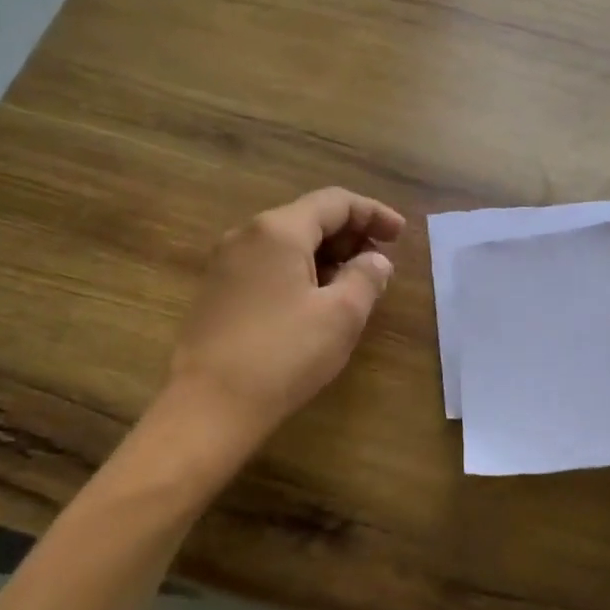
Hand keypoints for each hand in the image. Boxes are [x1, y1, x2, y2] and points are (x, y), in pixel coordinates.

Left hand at [167, 188, 404, 447]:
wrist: (208, 407)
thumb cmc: (283, 355)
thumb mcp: (341, 315)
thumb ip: (367, 277)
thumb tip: (376, 259)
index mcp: (279, 230)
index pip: (335, 202)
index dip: (373, 213)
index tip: (401, 234)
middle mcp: (247, 235)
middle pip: (309, 218)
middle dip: (350, 234)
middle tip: (381, 261)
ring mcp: (226, 263)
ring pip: (288, 243)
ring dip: (327, 255)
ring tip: (355, 283)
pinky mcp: (217, 291)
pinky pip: (268, 265)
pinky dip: (301, 271)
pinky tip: (317, 300)